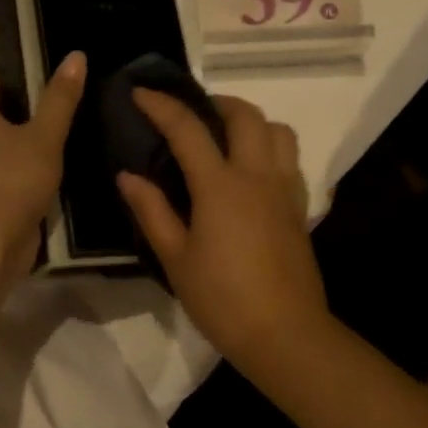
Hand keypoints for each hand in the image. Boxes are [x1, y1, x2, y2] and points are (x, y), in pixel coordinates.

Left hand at [0, 52, 85, 297]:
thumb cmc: (13, 180)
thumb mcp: (45, 136)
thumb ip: (60, 99)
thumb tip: (75, 56)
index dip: (2, 95)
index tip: (33, 105)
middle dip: (15, 126)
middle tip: (51, 130)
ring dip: (17, 157)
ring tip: (53, 160)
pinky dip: (16, 183)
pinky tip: (44, 190)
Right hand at [117, 90, 329, 369]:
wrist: (284, 334)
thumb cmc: (222, 299)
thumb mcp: (175, 259)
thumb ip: (152, 211)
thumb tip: (128, 175)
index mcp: (221, 186)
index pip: (188, 130)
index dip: (162, 106)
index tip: (140, 93)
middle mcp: (257, 176)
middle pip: (246, 115)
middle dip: (216, 102)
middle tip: (192, 113)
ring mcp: (285, 190)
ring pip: (279, 131)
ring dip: (252, 121)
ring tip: (226, 136)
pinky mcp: (299, 209)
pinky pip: (291, 160)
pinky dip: (271, 148)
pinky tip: (252, 171)